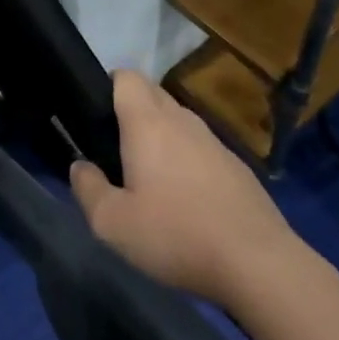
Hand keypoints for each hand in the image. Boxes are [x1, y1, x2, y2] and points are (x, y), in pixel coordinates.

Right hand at [70, 71, 303, 306]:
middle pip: (152, 94)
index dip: (109, 85)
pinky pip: (201, 148)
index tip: (97, 116)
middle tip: (117, 151)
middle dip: (132, 110)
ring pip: (178, 121)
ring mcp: (214, 142)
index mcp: (148, 123)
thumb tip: (80, 167)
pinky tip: (188, 201)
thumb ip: (88, 190)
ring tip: (151, 178)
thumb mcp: (113, 224)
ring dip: (162, 136)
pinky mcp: (237, 167)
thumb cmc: (177, 235)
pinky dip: (188, 160)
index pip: (126, 76)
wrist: (258, 263)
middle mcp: (182, 120)